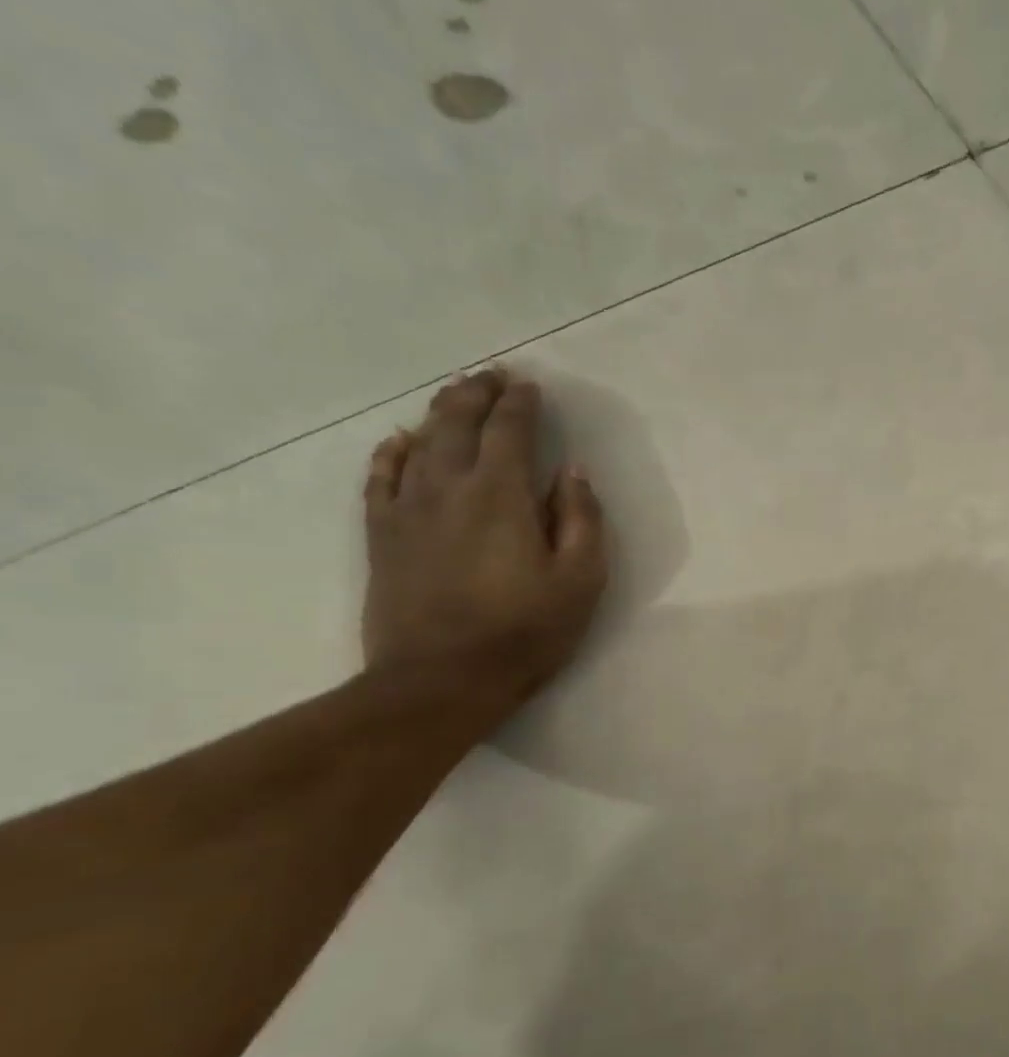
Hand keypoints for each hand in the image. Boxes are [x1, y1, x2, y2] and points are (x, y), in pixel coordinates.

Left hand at [362, 367, 607, 708]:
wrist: (440, 680)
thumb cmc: (525, 631)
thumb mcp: (581, 579)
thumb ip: (580, 519)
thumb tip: (571, 472)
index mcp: (500, 495)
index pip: (509, 430)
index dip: (520, 404)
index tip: (530, 386)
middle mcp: (448, 488)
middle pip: (457, 424)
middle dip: (477, 394)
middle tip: (492, 376)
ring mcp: (407, 510)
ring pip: (418, 442)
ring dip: (439, 413)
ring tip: (454, 395)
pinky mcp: (381, 535)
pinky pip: (380, 478)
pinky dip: (390, 452)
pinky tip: (399, 440)